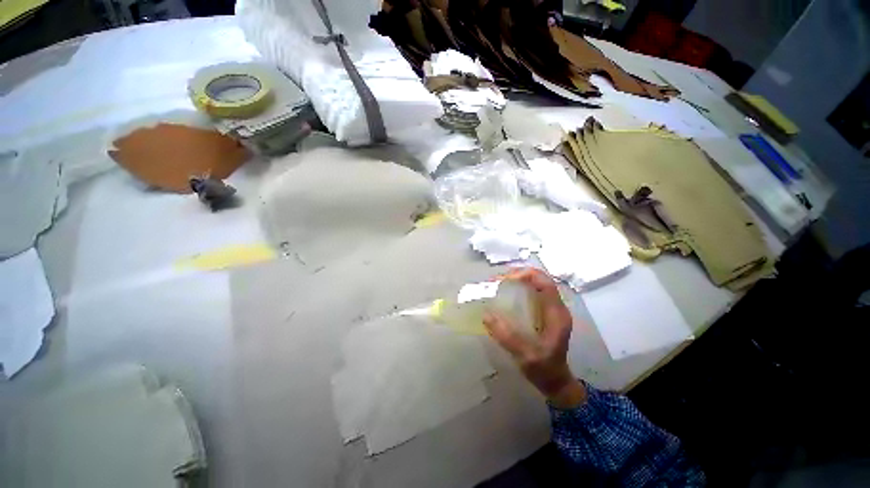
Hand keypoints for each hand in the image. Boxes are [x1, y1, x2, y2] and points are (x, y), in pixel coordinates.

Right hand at [483, 268, 586, 408]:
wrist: (556, 382)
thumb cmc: (544, 369)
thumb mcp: (526, 356)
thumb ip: (507, 336)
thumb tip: (486, 315)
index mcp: (556, 314)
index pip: (545, 282)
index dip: (525, 275)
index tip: (504, 280)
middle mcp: (556, 306)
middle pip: (539, 279)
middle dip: (517, 275)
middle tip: (496, 281)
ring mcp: (551, 308)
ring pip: (535, 283)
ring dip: (517, 280)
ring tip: (497, 284)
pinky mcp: (544, 312)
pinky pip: (532, 292)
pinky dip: (518, 288)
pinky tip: (505, 293)